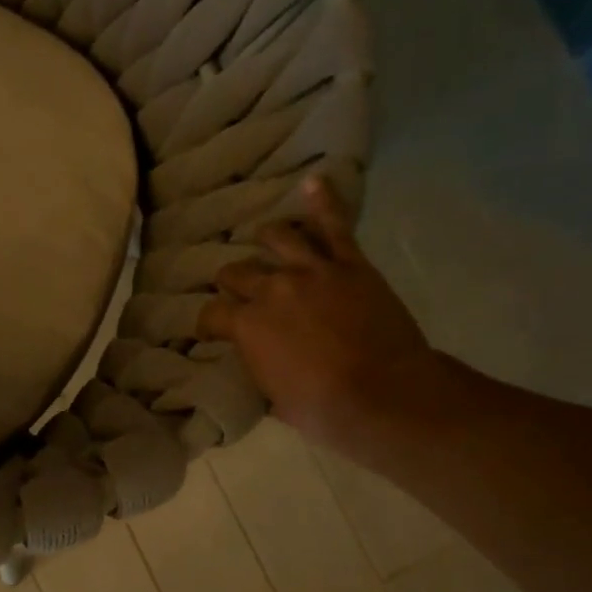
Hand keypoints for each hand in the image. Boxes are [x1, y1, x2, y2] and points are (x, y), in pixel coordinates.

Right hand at [200, 175, 442, 458]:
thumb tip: (256, 359)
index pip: (211, 314)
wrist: (383, 396)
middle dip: (232, 282)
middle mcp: (271, 288)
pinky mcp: (350, 264)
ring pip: (278, 238)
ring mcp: (311, 271)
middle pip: (237, 272)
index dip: (207, 323)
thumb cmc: (321, 409)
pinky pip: (334, 226)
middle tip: (237, 291)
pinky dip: (323, 202)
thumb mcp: (273, 397)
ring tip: (265, 239)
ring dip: (267, 239)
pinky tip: (313, 182)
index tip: (210, 331)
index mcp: (246, 325)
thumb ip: (258, 367)